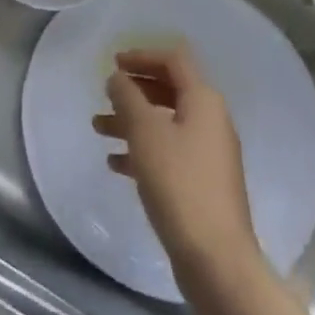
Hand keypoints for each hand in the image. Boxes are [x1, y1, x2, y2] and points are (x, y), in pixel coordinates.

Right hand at [93, 46, 259, 291]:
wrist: (216, 259)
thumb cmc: (178, 183)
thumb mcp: (145, 132)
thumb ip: (127, 97)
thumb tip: (118, 78)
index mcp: (203, 101)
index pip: (174, 60)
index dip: (143, 55)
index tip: (113, 63)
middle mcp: (211, 121)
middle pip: (169, 90)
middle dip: (134, 90)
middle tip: (105, 93)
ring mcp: (208, 155)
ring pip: (165, 123)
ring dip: (132, 120)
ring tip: (98, 128)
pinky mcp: (201, 183)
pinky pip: (168, 153)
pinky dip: (141, 150)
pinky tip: (115, 163)